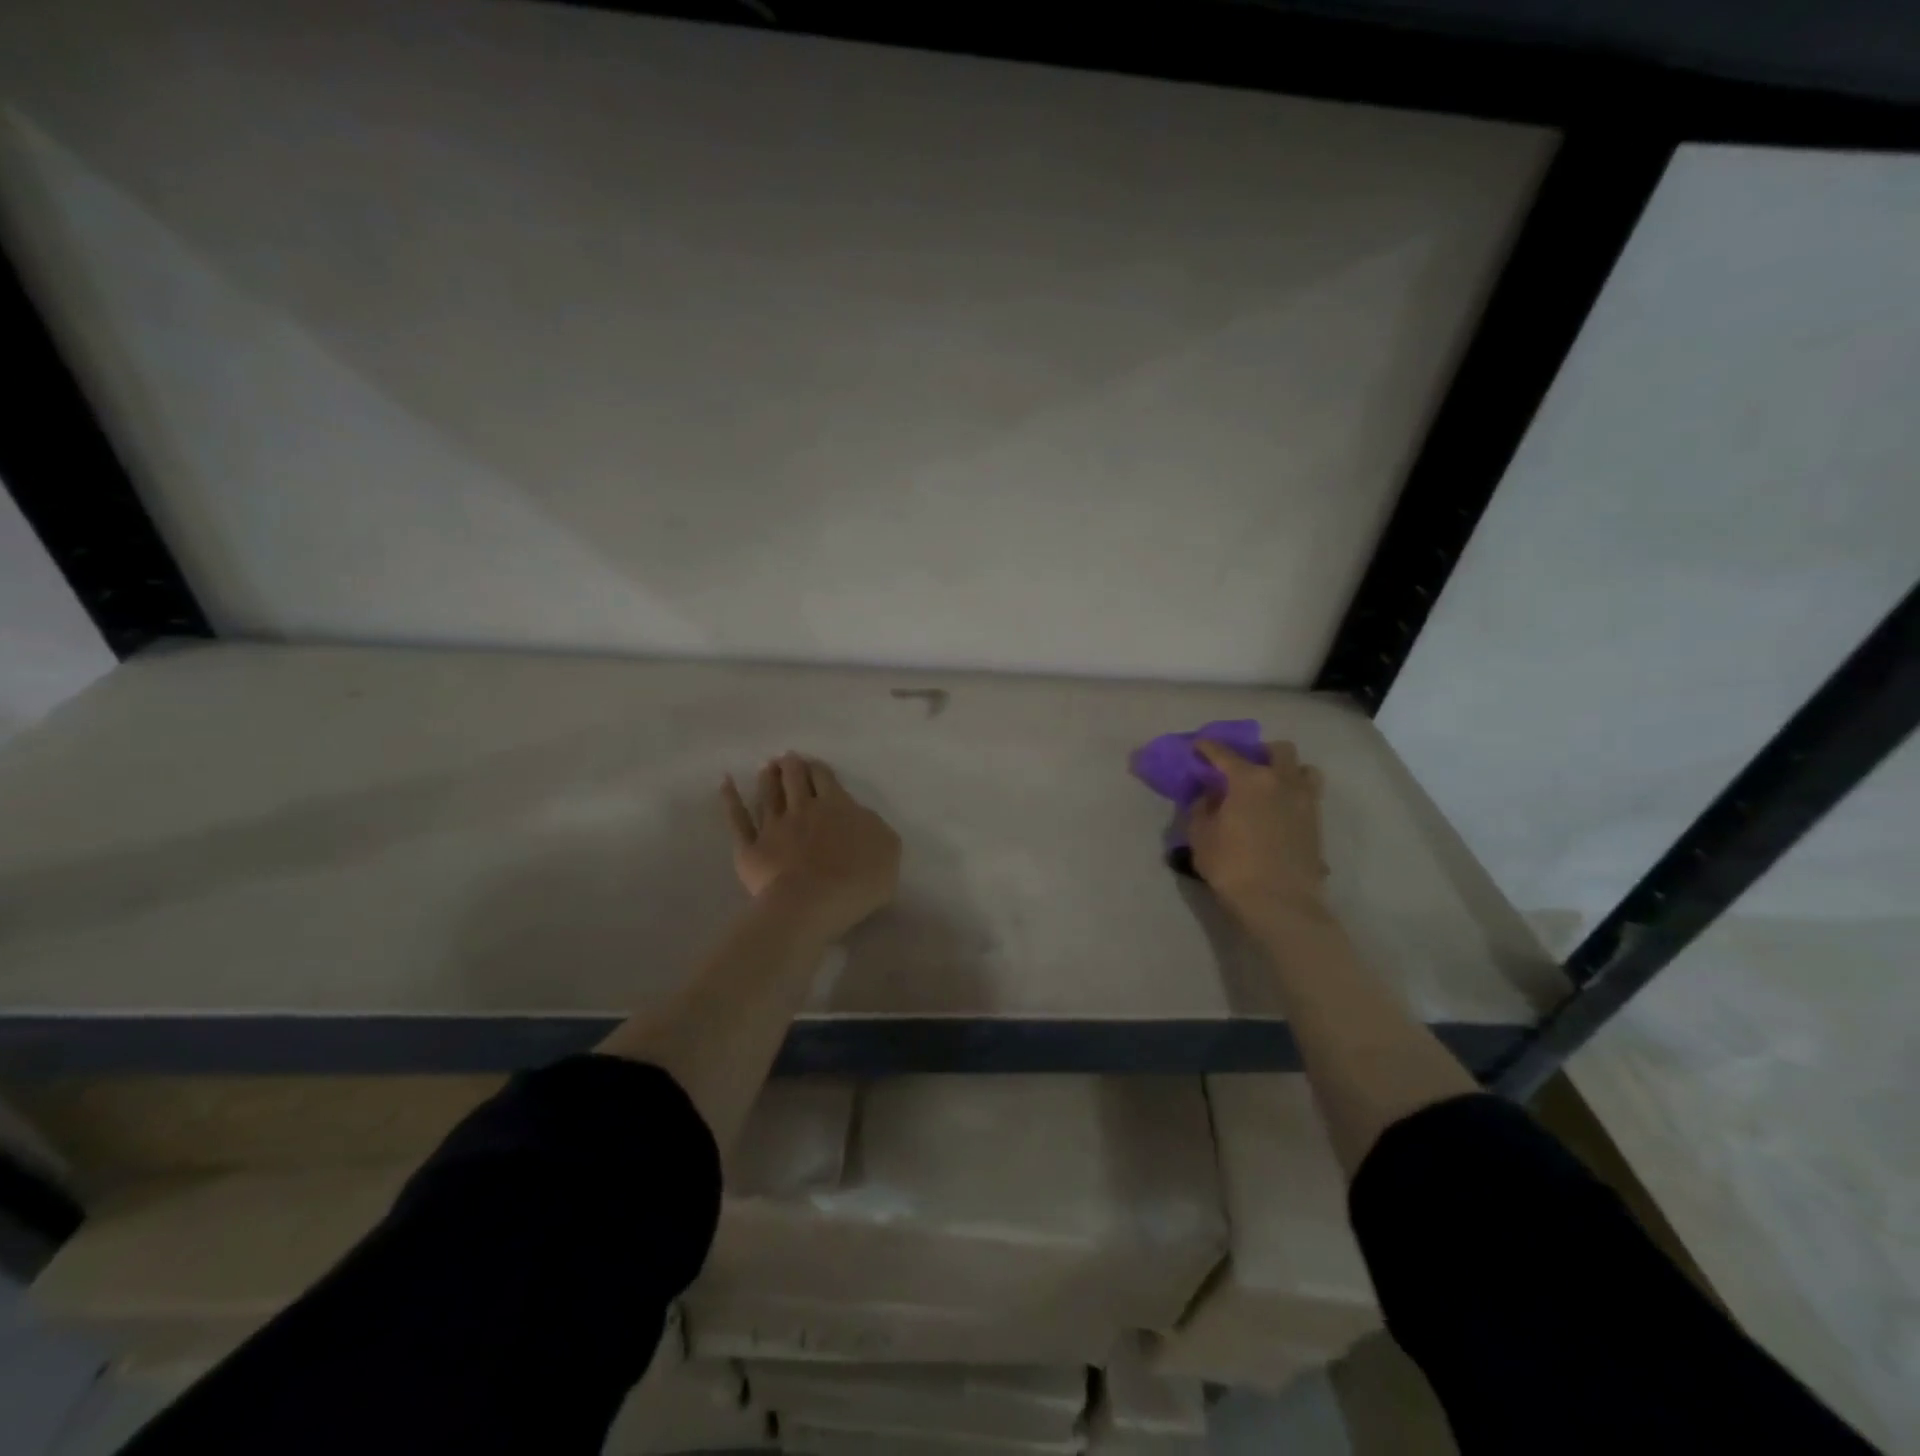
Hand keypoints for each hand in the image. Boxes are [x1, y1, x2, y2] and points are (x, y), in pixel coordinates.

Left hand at [721, 752, 901, 939]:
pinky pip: (737, 819)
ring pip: (768, 794)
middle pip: (795, 780)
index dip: (819, 770)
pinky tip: (725, 783)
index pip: (826, 779)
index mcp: (838, 806)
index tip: (814, 765)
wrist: (812, 904)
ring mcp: (773, 828)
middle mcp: (803, 809)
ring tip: (767, 767)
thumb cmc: (858, 880)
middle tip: (787, 758)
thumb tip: (860, 816)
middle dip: (792, 767)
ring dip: (768, 778)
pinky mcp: (751, 848)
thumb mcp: (888, 849)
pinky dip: (730, 799)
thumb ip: (875, 826)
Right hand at [1188, 740, 1329, 921]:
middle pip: (1277, 750)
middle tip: (1242, 768)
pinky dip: (1294, 794)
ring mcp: (1304, 800)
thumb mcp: (1201, 837)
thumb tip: (1209, 795)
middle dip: (1258, 752)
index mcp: (1248, 780)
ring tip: (1270, 786)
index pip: (1224, 753)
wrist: (1280, 903)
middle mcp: (1281, 781)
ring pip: (1303, 768)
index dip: (1207, 747)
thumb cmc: (1232, 867)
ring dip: (1286, 770)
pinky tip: (1279, 811)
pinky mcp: (1317, 822)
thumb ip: (1202, 808)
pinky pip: (1309, 794)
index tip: (1198, 747)